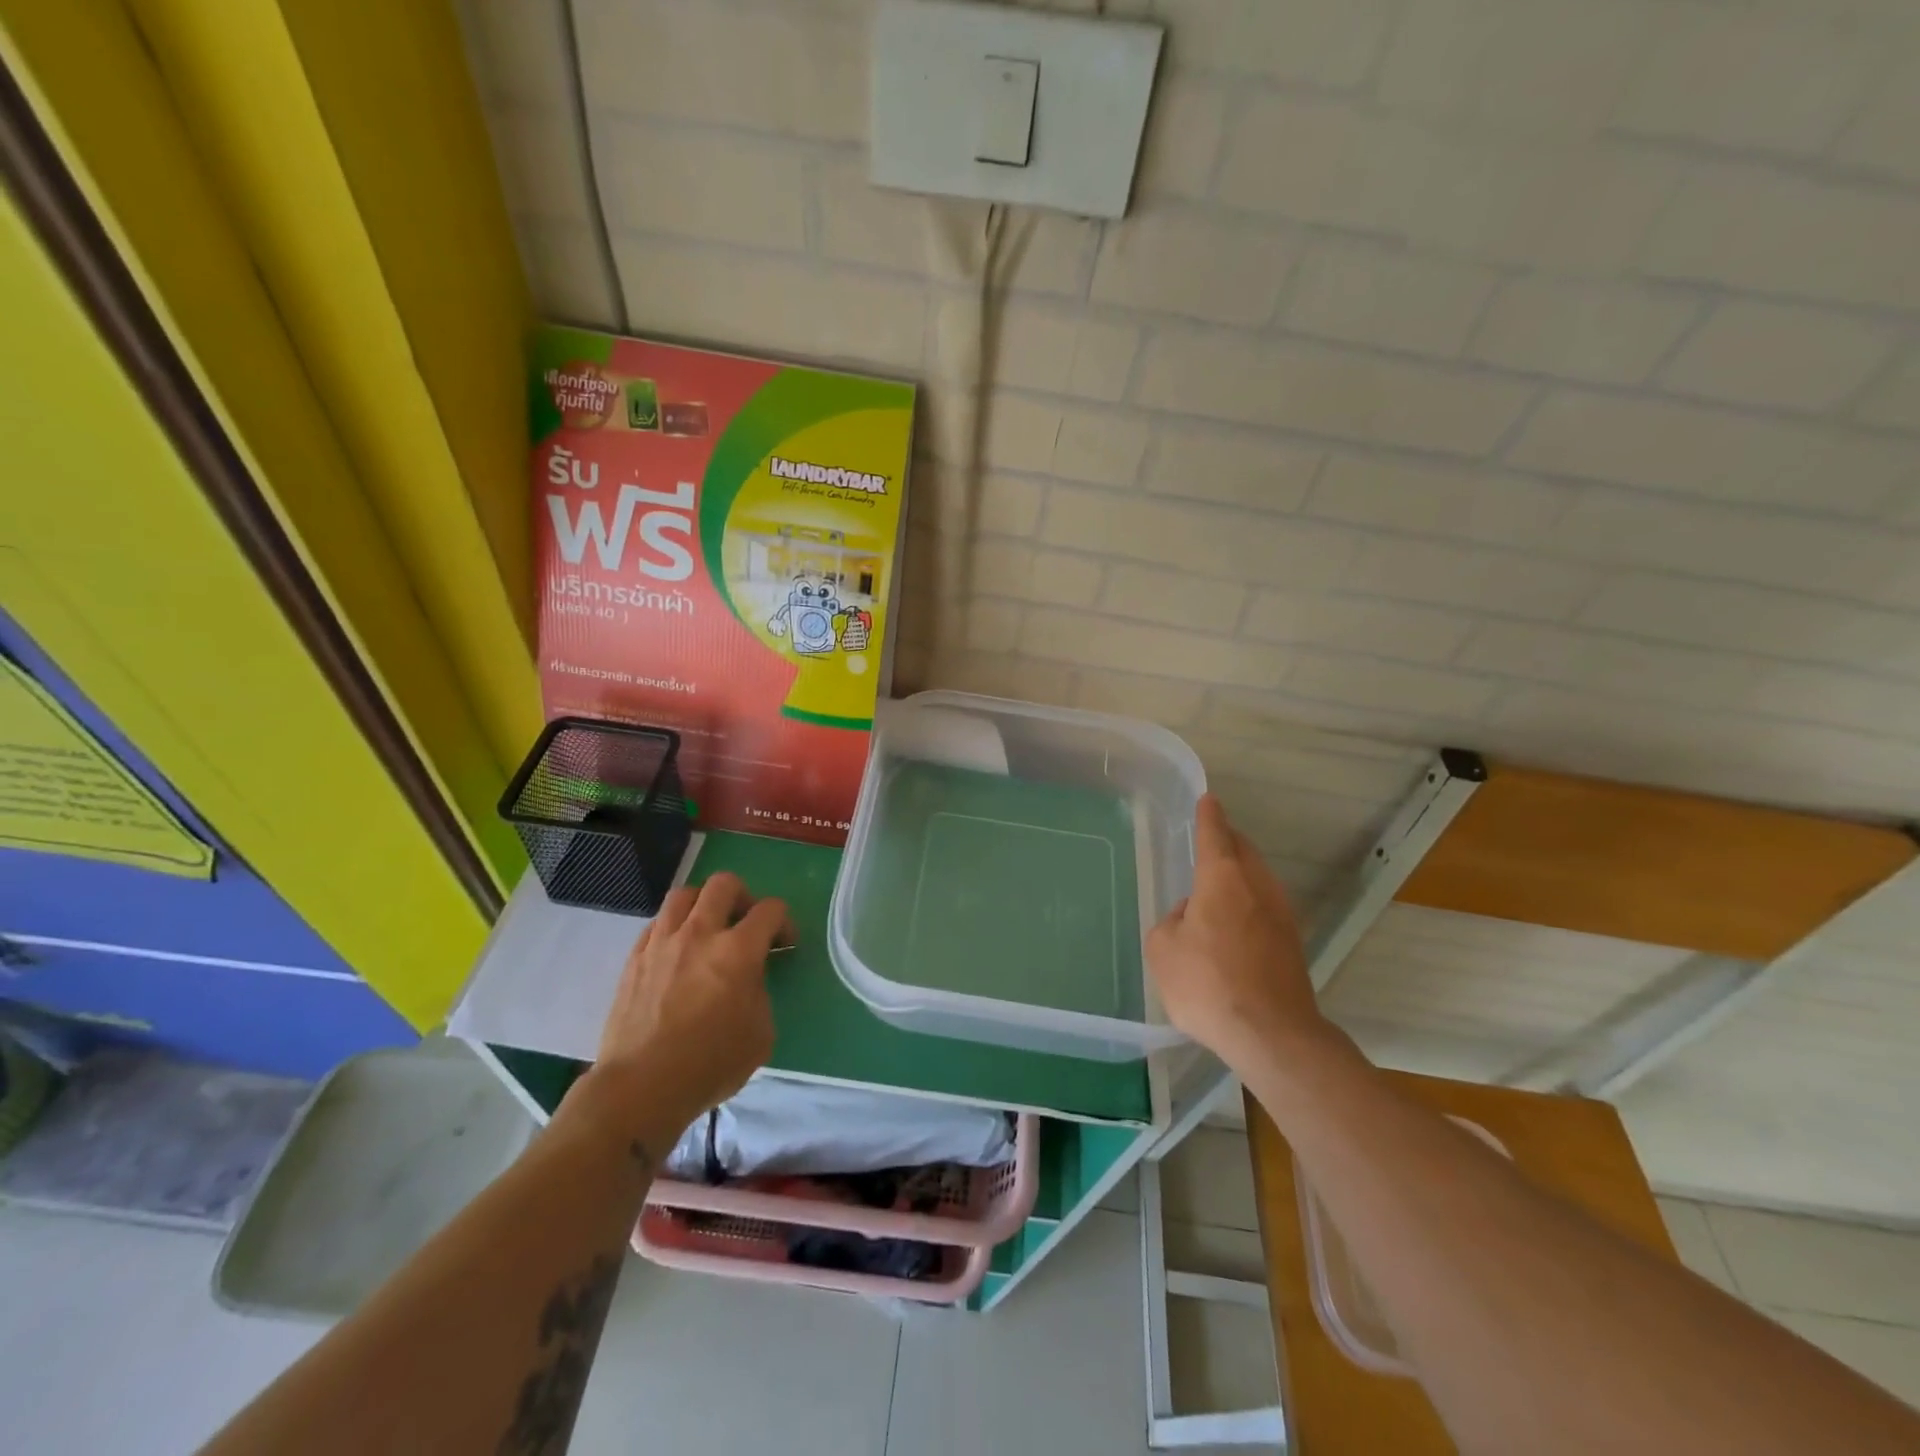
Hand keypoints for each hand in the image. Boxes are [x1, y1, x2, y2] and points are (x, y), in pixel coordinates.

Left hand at [587, 872, 791, 1139]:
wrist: (640, 1088)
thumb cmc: (709, 1065)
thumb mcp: (760, 1034)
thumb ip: (760, 993)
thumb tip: (748, 981)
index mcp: (738, 951)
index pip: (770, 910)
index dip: (783, 922)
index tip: (783, 944)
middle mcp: (700, 934)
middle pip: (724, 884)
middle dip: (743, 897)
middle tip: (745, 924)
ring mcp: (662, 943)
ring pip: (685, 895)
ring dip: (703, 904)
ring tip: (708, 929)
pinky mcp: (634, 958)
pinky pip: (657, 923)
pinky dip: (674, 928)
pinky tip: (677, 952)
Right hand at [1147, 795, 1329, 1071]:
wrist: (1271, 1034)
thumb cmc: (1208, 983)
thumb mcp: (1163, 949)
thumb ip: (1172, 922)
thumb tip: (1191, 916)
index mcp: (1223, 879)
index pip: (1215, 834)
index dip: (1208, 816)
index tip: (1208, 800)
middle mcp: (1257, 887)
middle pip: (1244, 851)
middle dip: (1228, 841)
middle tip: (1211, 839)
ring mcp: (1281, 915)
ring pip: (1259, 878)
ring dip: (1241, 872)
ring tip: (1220, 880)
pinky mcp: (1292, 944)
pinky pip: (1266, 905)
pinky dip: (1250, 901)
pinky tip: (1235, 922)